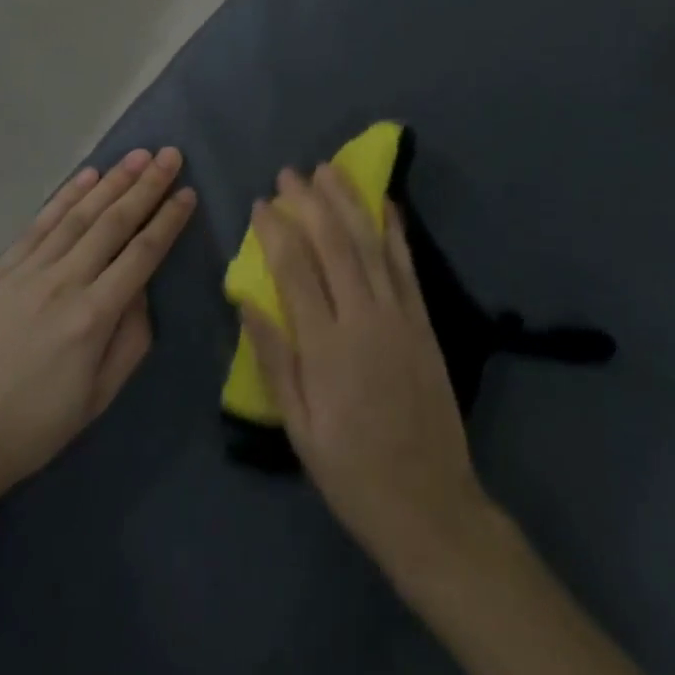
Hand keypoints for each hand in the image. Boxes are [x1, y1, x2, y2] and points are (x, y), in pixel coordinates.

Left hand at [0, 148, 194, 509]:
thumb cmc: (30, 429)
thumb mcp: (95, 400)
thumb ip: (130, 341)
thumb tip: (143, 291)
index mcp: (93, 317)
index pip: (142, 254)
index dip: (168, 220)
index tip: (187, 192)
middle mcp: (64, 283)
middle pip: (113, 223)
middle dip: (146, 186)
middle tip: (170, 154)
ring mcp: (27, 272)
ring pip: (78, 215)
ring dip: (111, 182)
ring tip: (137, 155)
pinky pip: (39, 225)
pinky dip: (64, 197)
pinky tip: (86, 177)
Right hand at [241, 166, 491, 574]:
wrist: (429, 504)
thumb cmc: (351, 471)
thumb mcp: (298, 427)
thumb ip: (273, 359)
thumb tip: (244, 301)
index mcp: (326, 348)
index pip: (294, 270)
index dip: (276, 231)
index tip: (261, 203)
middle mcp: (364, 319)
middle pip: (334, 245)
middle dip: (310, 202)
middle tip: (290, 173)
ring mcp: (399, 316)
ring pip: (371, 245)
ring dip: (349, 202)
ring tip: (329, 170)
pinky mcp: (424, 322)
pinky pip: (407, 266)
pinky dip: (395, 230)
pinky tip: (385, 203)